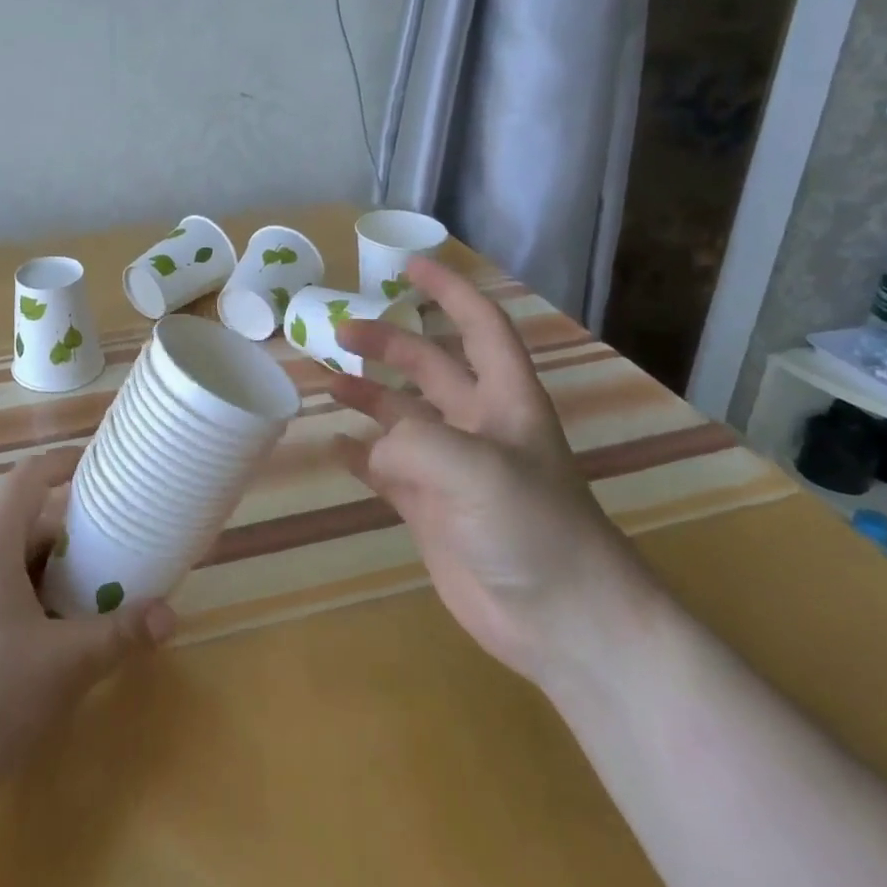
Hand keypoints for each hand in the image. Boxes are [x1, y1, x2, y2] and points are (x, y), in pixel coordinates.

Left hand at [0, 452, 173, 831]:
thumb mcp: (62, 665)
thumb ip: (117, 635)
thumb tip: (170, 616)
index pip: (28, 478)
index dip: (64, 464)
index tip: (101, 468)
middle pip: (23, 526)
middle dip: (70, 536)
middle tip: (116, 551)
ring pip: (6, 569)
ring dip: (49, 578)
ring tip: (92, 601)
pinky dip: (25, 608)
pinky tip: (47, 650)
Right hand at [328, 256, 658, 689]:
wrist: (563, 622)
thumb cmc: (533, 529)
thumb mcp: (476, 469)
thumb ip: (413, 442)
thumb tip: (368, 449)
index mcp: (504, 399)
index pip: (479, 325)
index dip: (448, 290)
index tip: (408, 264)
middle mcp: (477, 425)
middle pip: (428, 365)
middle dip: (386, 342)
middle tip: (337, 332)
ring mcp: (450, 468)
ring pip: (400, 416)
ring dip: (364, 394)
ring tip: (323, 381)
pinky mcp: (430, 509)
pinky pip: (385, 469)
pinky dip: (358, 454)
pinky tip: (330, 445)